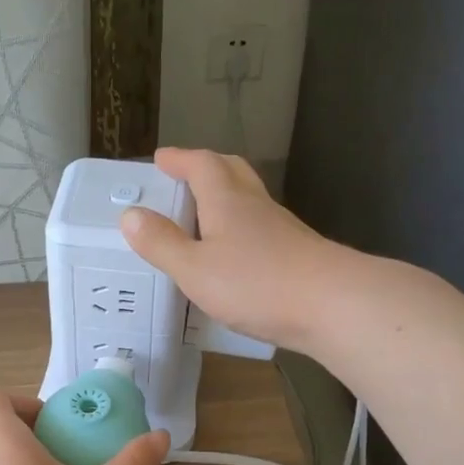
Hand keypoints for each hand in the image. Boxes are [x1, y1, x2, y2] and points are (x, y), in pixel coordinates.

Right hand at [120, 147, 352, 353]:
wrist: (334, 305)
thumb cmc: (257, 284)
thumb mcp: (195, 269)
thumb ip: (161, 243)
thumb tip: (130, 214)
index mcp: (227, 201)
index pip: (201, 165)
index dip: (180, 159)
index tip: (161, 159)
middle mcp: (255, 206)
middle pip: (232, 172)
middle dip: (206, 168)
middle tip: (185, 176)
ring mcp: (282, 228)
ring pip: (249, 199)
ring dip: (225, 198)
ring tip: (204, 215)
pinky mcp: (297, 253)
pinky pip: (261, 228)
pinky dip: (241, 228)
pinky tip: (236, 253)